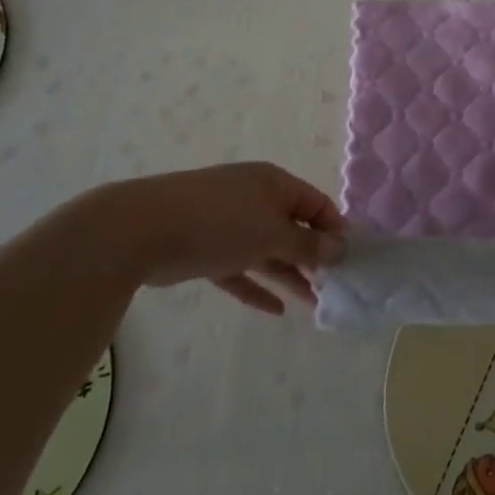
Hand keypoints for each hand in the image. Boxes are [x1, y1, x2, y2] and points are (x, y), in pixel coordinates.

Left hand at [71, 162, 345, 313]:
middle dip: (314, 256)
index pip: (316, 204)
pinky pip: (240, 270)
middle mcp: (254, 199)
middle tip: (335, 286)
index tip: (351, 259)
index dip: (334, 229)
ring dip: (290, 275)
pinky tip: (276, 310)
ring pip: (267, 251)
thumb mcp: (272, 234)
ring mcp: (228, 225)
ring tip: (315, 302)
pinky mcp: (206, 251)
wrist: (143, 230)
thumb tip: (339, 249)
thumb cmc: (220, 223)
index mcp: (274, 184)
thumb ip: (307, 246)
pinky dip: (256, 287)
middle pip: (292, 228)